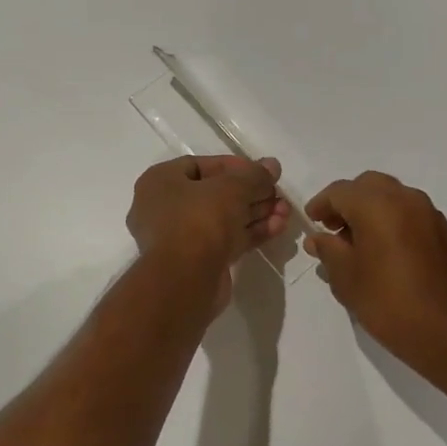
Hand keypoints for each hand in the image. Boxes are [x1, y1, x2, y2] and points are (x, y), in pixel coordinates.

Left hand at [128, 156, 288, 316]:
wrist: (186, 280)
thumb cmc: (200, 219)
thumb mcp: (232, 188)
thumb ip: (254, 175)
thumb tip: (272, 165)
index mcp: (160, 182)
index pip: (199, 165)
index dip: (234, 166)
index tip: (261, 171)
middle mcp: (165, 208)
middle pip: (215, 193)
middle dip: (251, 193)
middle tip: (278, 193)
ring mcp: (180, 237)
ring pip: (223, 219)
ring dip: (256, 213)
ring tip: (285, 212)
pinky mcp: (197, 261)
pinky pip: (226, 240)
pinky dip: (250, 232)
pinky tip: (278, 227)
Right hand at [304, 171, 446, 364]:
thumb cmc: (388, 304)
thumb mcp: (346, 278)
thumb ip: (328, 250)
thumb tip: (318, 238)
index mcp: (378, 205)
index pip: (340, 191)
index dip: (321, 204)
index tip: (312, 221)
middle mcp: (406, 199)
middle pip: (368, 186)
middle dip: (348, 202)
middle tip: (334, 228)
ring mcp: (430, 214)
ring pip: (393, 196)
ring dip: (372, 209)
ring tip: (359, 242)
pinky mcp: (445, 232)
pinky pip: (411, 213)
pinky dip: (393, 220)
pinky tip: (386, 251)